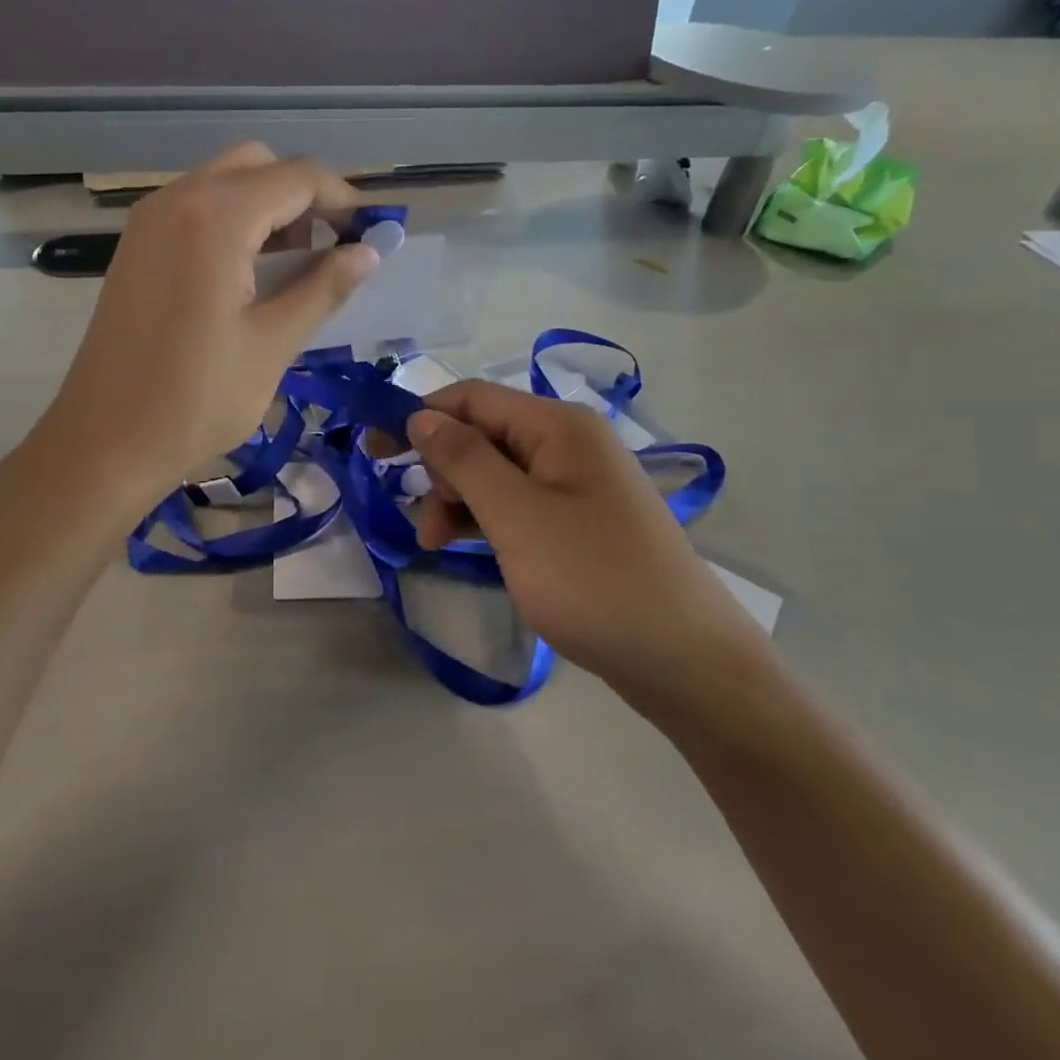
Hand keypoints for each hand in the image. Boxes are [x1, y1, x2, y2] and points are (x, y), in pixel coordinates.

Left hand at [43, 144, 378, 502]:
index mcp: (215, 218)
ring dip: (268, 207)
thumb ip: (323, 288)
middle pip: (258, 166)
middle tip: (332, 248)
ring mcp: (148, 221)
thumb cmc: (195, 400)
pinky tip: (249, 272)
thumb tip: (368, 252)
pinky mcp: (136, 247)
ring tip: (297, 264)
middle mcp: (177, 200)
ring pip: (224, 183)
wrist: (104, 442)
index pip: (297, 177)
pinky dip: (233, 222)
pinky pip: (195, 209)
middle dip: (304, 196)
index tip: (371, 235)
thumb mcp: (271, 344)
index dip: (343, 200)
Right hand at [405, 381, 765, 712]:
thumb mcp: (515, 516)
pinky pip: (519, 506)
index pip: (471, 398)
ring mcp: (578, 486)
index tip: (375, 452)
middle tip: (422, 523)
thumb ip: (463, 459)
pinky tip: (468, 549)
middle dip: (442, 471)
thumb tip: (420, 416)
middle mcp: (569, 444)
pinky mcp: (580, 524)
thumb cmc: (592, 579)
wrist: (684, 661)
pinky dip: (487, 522)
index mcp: (558, 426)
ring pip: (497, 475)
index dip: (419, 417)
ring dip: (460, 502)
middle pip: (483, 436)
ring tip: (437, 546)